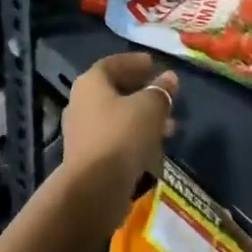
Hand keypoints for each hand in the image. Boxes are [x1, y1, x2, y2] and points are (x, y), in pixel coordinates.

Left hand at [59, 52, 177, 222]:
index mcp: (91, 83)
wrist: (94, 189)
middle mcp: (81, 103)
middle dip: (143, 92)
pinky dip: (135, 138)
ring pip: (118, 117)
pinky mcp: (89, 158)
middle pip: (115, 91)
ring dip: (143, 118)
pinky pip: (115, 139)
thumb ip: (161, 90)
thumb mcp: (150, 107)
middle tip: (166, 95)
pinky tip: (155, 148)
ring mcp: (83, 132)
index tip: (154, 64)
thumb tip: (169, 78)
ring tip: (170, 126)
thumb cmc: (122, 135)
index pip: (113, 63)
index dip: (134, 62)